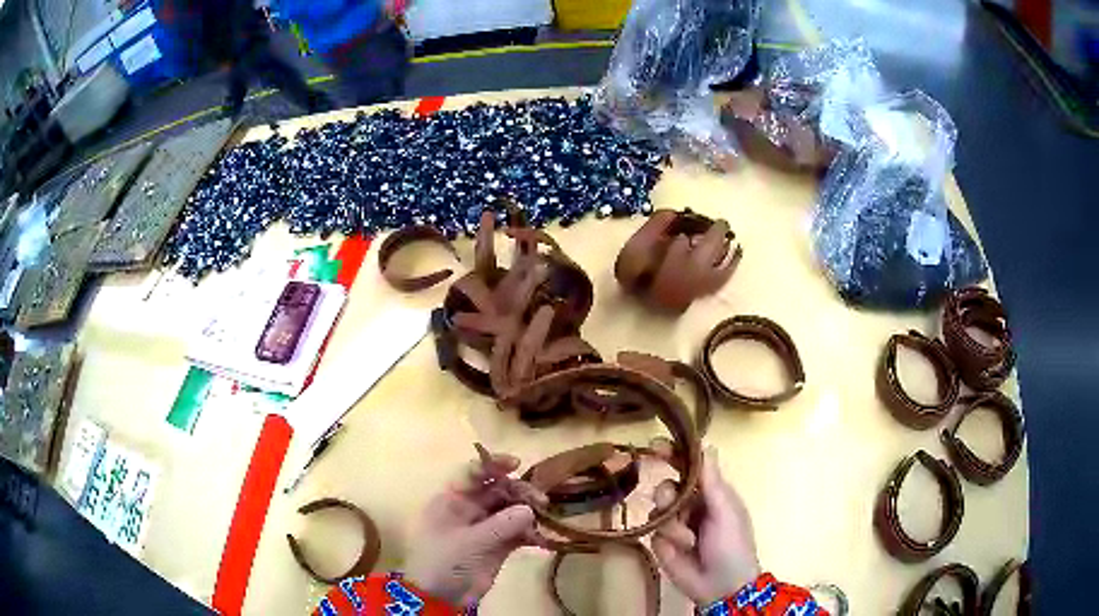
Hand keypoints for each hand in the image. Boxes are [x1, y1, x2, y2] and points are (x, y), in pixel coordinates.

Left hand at [404, 450, 542, 606]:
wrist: (439, 597)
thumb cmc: (444, 562)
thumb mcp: (470, 542)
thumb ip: (501, 525)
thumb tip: (529, 509)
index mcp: (452, 500)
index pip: (472, 472)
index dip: (493, 464)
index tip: (517, 464)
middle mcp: (468, 509)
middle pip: (497, 490)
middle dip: (520, 492)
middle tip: (542, 501)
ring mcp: (483, 528)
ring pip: (510, 510)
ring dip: (529, 512)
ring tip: (545, 519)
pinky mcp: (496, 546)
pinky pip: (516, 532)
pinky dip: (530, 534)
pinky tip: (543, 539)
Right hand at [650, 448, 760, 605]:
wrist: (721, 585)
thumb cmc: (732, 543)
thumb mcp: (726, 510)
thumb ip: (712, 480)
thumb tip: (706, 444)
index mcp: (711, 493)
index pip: (689, 466)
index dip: (673, 454)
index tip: (655, 445)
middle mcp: (690, 504)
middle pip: (667, 485)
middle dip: (668, 494)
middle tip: (673, 503)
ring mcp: (674, 524)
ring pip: (657, 508)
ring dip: (672, 522)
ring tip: (688, 539)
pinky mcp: (660, 543)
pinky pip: (653, 531)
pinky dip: (667, 539)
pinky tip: (681, 549)